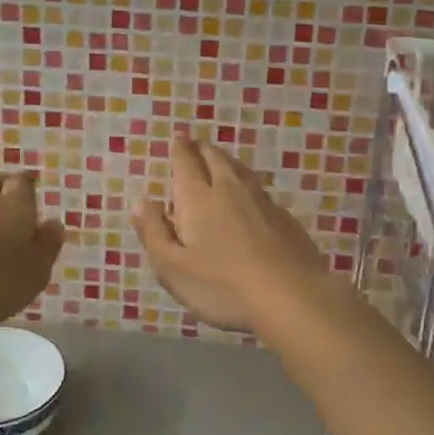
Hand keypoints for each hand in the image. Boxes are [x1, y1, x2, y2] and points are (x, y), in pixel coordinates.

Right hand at [135, 130, 334, 336]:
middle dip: (202, 149)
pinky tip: (249, 195)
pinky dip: (247, 183)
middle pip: (215, 159)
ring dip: (226, 161)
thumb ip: (154, 233)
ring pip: (240, 170)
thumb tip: (141, 202)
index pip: (187, 164)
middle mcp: (230, 190)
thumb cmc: (223, 287)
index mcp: (198, 199)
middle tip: (195, 144)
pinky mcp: (285, 218)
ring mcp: (262, 202)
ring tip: (219, 159)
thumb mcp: (173, 268)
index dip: (181, 149)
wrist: (292, 297)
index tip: (178, 137)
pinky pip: (259, 189)